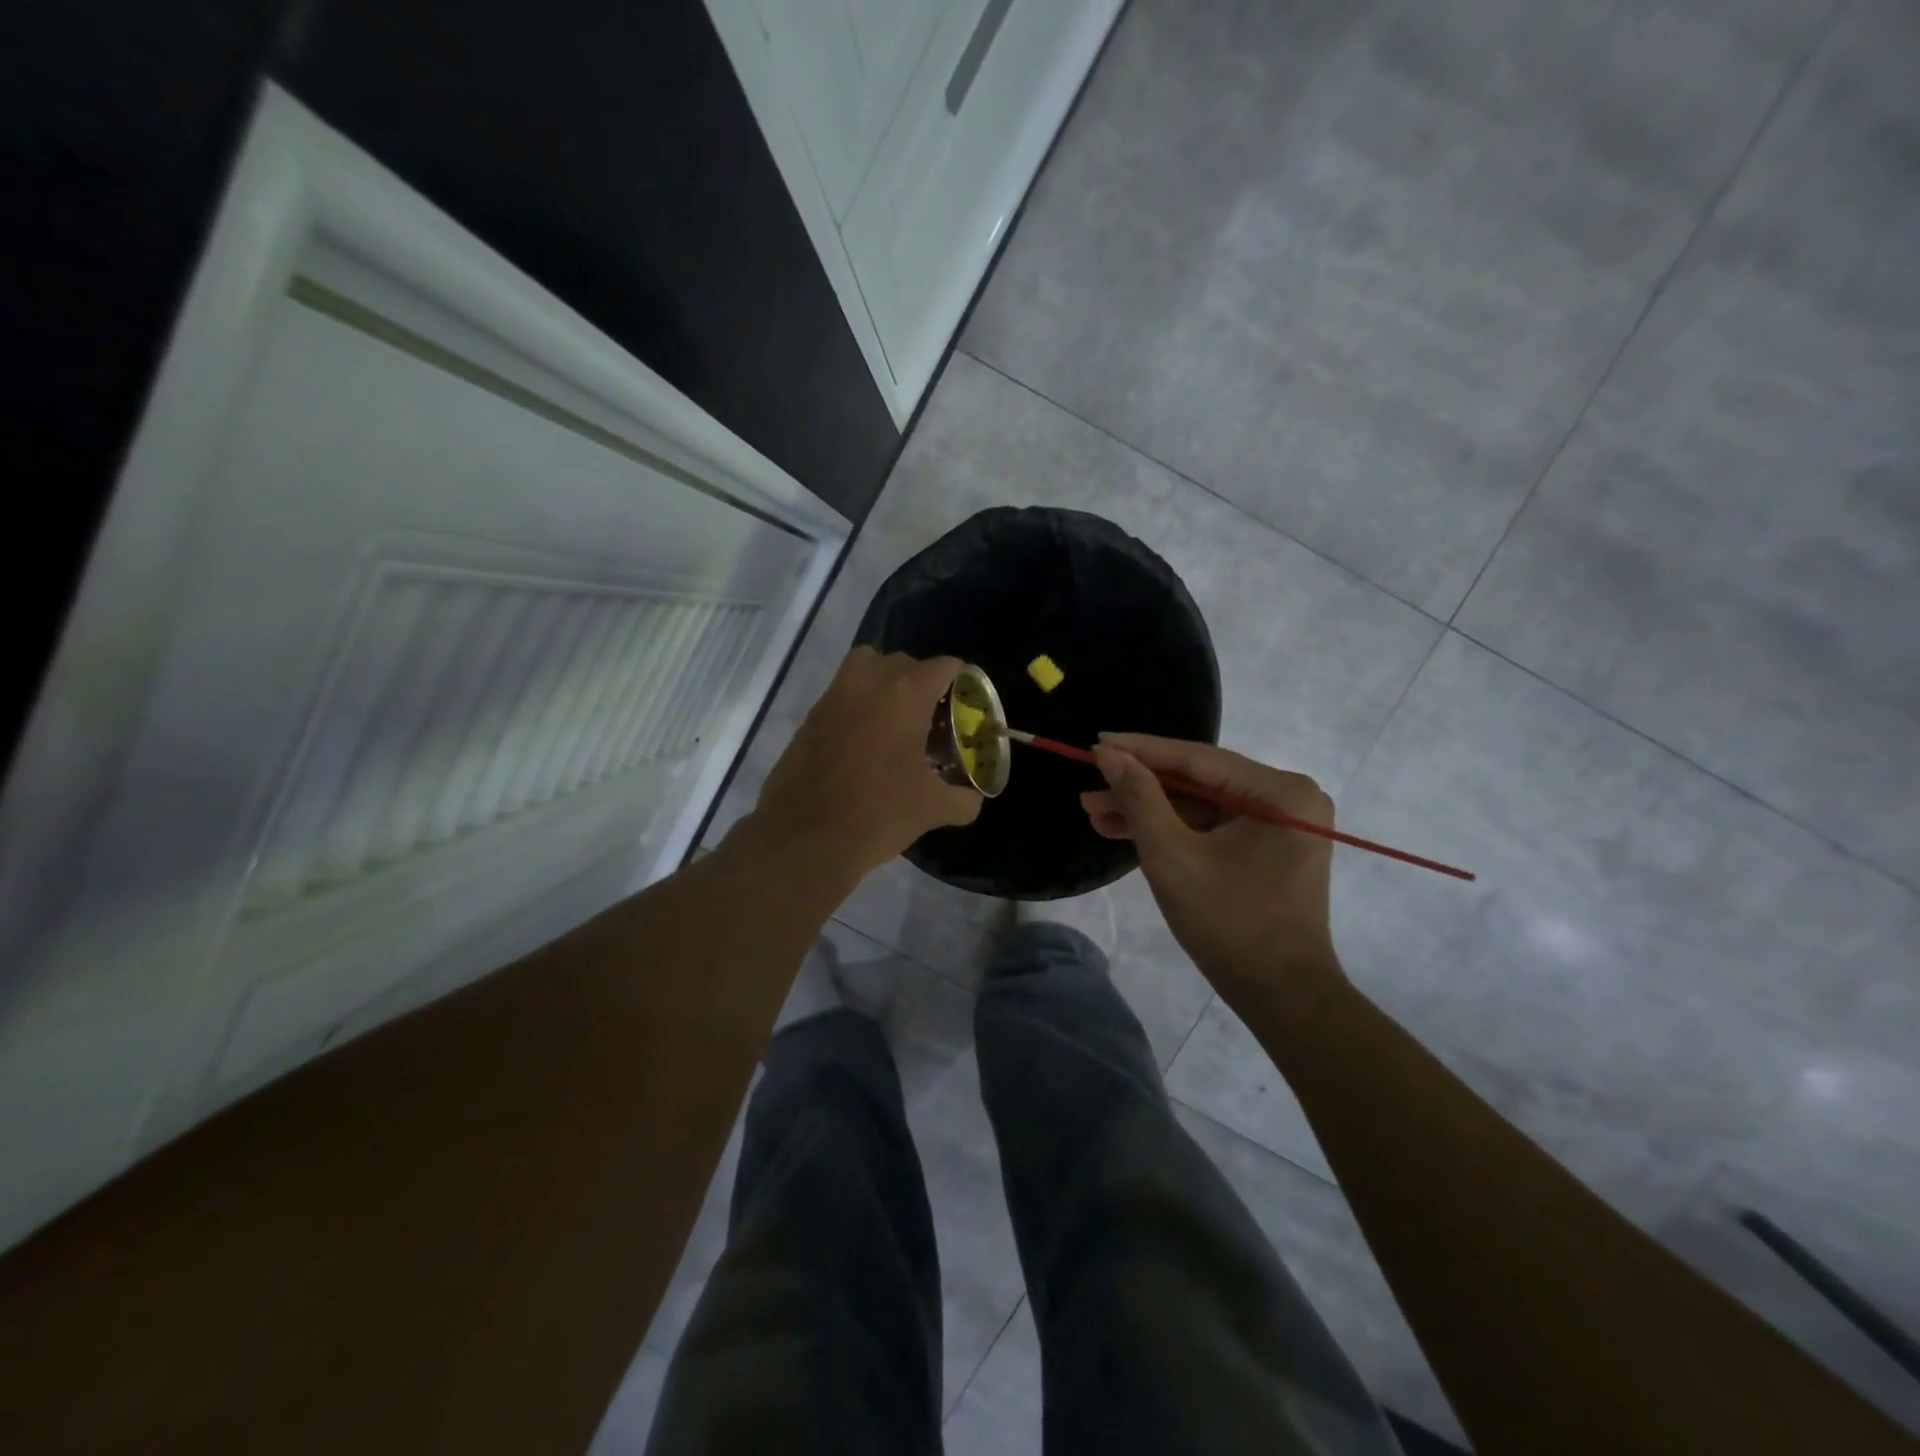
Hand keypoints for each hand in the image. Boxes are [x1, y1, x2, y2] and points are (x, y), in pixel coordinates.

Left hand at [749, 647, 981, 883]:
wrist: (804, 838)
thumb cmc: (878, 813)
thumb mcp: (932, 809)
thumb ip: (962, 799)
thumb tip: (972, 799)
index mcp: (905, 694)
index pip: (943, 666)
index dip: (960, 682)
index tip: (965, 706)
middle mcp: (868, 682)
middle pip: (903, 662)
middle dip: (921, 683)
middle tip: (932, 718)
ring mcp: (833, 697)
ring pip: (865, 668)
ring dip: (884, 685)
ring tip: (896, 723)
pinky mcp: (809, 718)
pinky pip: (841, 695)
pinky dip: (857, 707)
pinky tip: (865, 746)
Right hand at [1082, 733, 1346, 1011]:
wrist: (1281, 997)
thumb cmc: (1229, 923)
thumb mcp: (1172, 855)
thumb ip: (1139, 797)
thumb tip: (1109, 754)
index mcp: (1280, 791)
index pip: (1197, 758)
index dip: (1140, 750)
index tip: (1096, 742)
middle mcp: (1288, 797)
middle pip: (1198, 782)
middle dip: (1139, 788)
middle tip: (1089, 787)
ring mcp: (1281, 824)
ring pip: (1201, 806)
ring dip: (1149, 811)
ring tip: (1095, 812)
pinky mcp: (1269, 848)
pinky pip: (1212, 828)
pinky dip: (1173, 830)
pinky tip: (1126, 830)